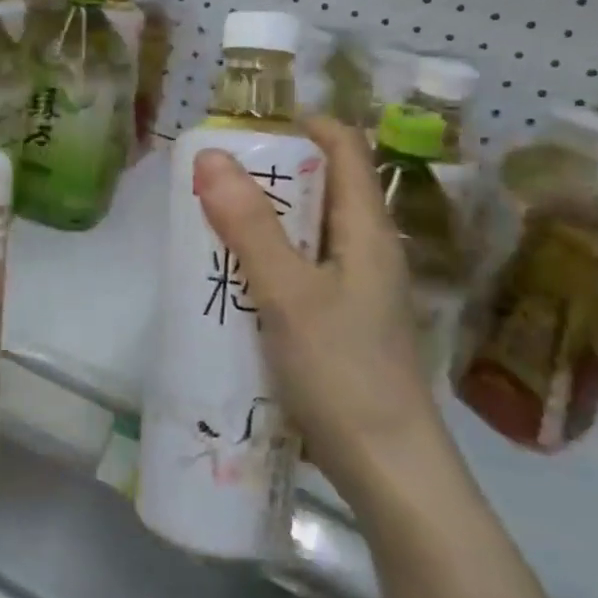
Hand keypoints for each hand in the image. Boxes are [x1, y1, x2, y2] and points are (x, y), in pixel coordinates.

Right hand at [193, 117, 441, 500]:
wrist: (388, 471)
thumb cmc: (343, 372)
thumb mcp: (289, 293)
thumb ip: (250, 226)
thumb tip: (211, 157)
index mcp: (366, 231)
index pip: (344, 149)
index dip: (302, 125)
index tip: (246, 129)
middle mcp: (365, 251)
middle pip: (320, 189)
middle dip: (267, 175)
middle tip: (210, 178)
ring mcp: (354, 291)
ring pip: (305, 234)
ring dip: (260, 221)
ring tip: (208, 221)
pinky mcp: (338, 324)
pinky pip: (297, 272)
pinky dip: (264, 262)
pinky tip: (229, 280)